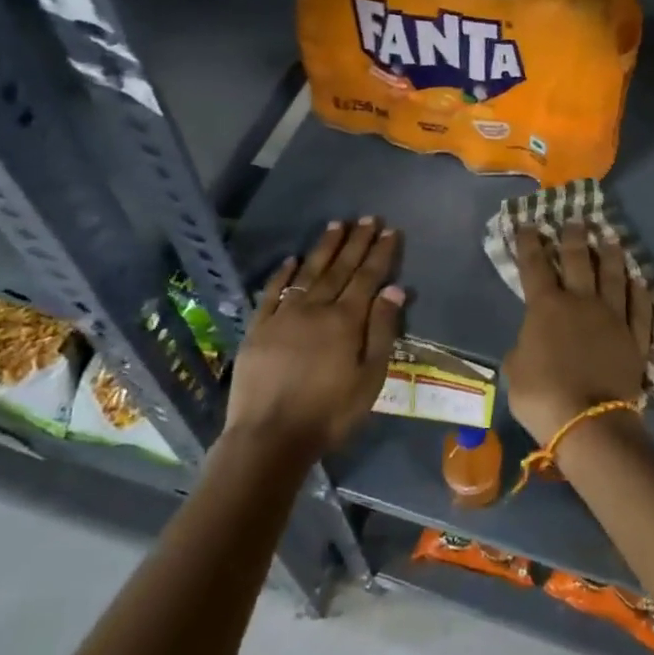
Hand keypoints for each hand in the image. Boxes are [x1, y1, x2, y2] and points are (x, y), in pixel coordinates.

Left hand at [226, 218, 405, 459]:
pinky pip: (272, 293)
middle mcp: (316, 308)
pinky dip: (283, 274)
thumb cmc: (329, 412)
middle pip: (340, 268)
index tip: (389, 231)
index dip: (380, 253)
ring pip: (308, 273)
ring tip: (336, 224)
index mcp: (346, 320)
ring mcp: (284, 316)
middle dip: (356, 241)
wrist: (270, 436)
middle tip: (367, 218)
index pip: (367, 277)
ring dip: (324, 248)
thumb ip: (382, 330)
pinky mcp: (259, 328)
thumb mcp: (370, 377)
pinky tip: (291, 259)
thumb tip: (395, 289)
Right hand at [502, 222, 652, 444]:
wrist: (590, 419)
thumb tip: (532, 341)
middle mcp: (581, 302)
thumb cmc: (542, 395)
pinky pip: (640, 309)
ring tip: (611, 238)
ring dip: (611, 256)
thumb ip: (523, 346)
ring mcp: (613, 317)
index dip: (530, 243)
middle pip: (579, 261)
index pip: (535, 266)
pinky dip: (640, 293)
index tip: (529, 224)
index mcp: (546, 307)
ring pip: (614, 277)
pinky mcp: (635, 337)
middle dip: (575, 238)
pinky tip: (640, 282)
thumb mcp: (515, 369)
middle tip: (576, 221)